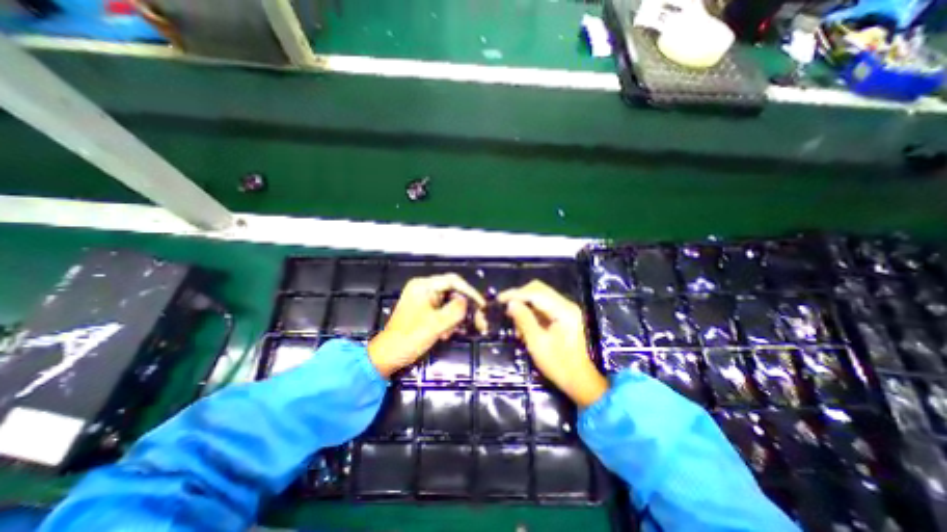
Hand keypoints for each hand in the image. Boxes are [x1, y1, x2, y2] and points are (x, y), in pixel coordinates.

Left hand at [369, 274, 487, 376]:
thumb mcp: (436, 324)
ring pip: (449, 303)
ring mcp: (423, 299)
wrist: (388, 356)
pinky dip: (448, 322)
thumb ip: (455, 310)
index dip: (470, 292)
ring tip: (452, 333)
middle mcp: (423, 288)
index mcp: (423, 286)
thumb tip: (466, 302)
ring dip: (455, 318)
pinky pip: (442, 311)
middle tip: (477, 323)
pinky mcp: (423, 310)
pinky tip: (446, 334)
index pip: (453, 281)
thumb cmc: (410, 338)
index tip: (482, 306)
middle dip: (464, 308)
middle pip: (452, 292)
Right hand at [499, 283, 610, 407]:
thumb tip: (510, 303)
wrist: (580, 381)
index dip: (515, 294)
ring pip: (540, 296)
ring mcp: (566, 309)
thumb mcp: (537, 343)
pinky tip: (524, 325)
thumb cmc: (559, 365)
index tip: (499, 299)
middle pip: (538, 289)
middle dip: (520, 297)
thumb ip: (524, 319)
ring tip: (515, 323)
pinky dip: (531, 312)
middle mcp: (566, 304)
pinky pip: (543, 306)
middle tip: (505, 308)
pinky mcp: (564, 315)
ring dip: (525, 305)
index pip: (535, 292)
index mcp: (563, 310)